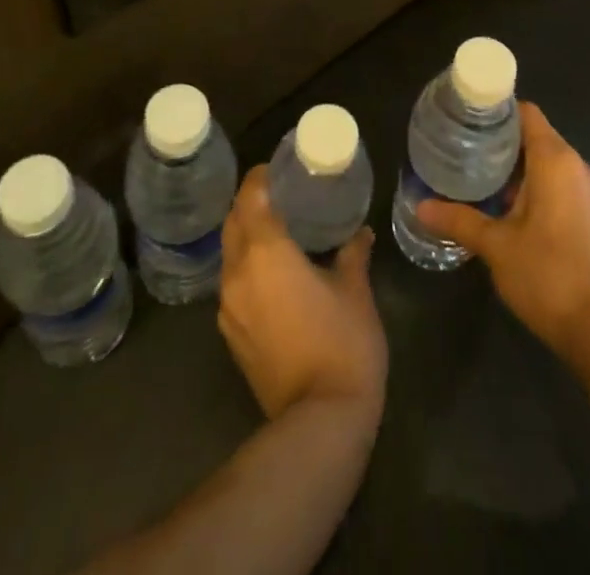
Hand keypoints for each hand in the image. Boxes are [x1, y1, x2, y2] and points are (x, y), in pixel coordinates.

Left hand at [218, 165, 386, 421]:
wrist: (319, 421)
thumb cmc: (342, 342)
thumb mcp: (355, 290)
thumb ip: (353, 254)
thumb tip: (361, 233)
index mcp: (266, 252)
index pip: (250, 197)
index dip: (259, 177)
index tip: (277, 168)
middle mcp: (238, 273)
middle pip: (233, 222)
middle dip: (250, 204)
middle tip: (280, 195)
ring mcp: (229, 307)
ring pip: (229, 254)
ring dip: (246, 237)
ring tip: (277, 232)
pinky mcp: (231, 335)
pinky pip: (232, 284)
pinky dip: (247, 267)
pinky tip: (273, 274)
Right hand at [416, 102, 589, 362]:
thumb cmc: (547, 275)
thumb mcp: (496, 245)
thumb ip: (459, 220)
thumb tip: (421, 206)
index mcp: (556, 160)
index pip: (526, 113)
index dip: (497, 111)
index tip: (467, 120)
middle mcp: (578, 167)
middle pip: (536, 137)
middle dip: (501, 143)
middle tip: (463, 151)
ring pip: (548, 163)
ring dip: (517, 169)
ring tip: (478, 179)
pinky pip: (560, 185)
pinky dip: (535, 187)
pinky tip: (507, 209)